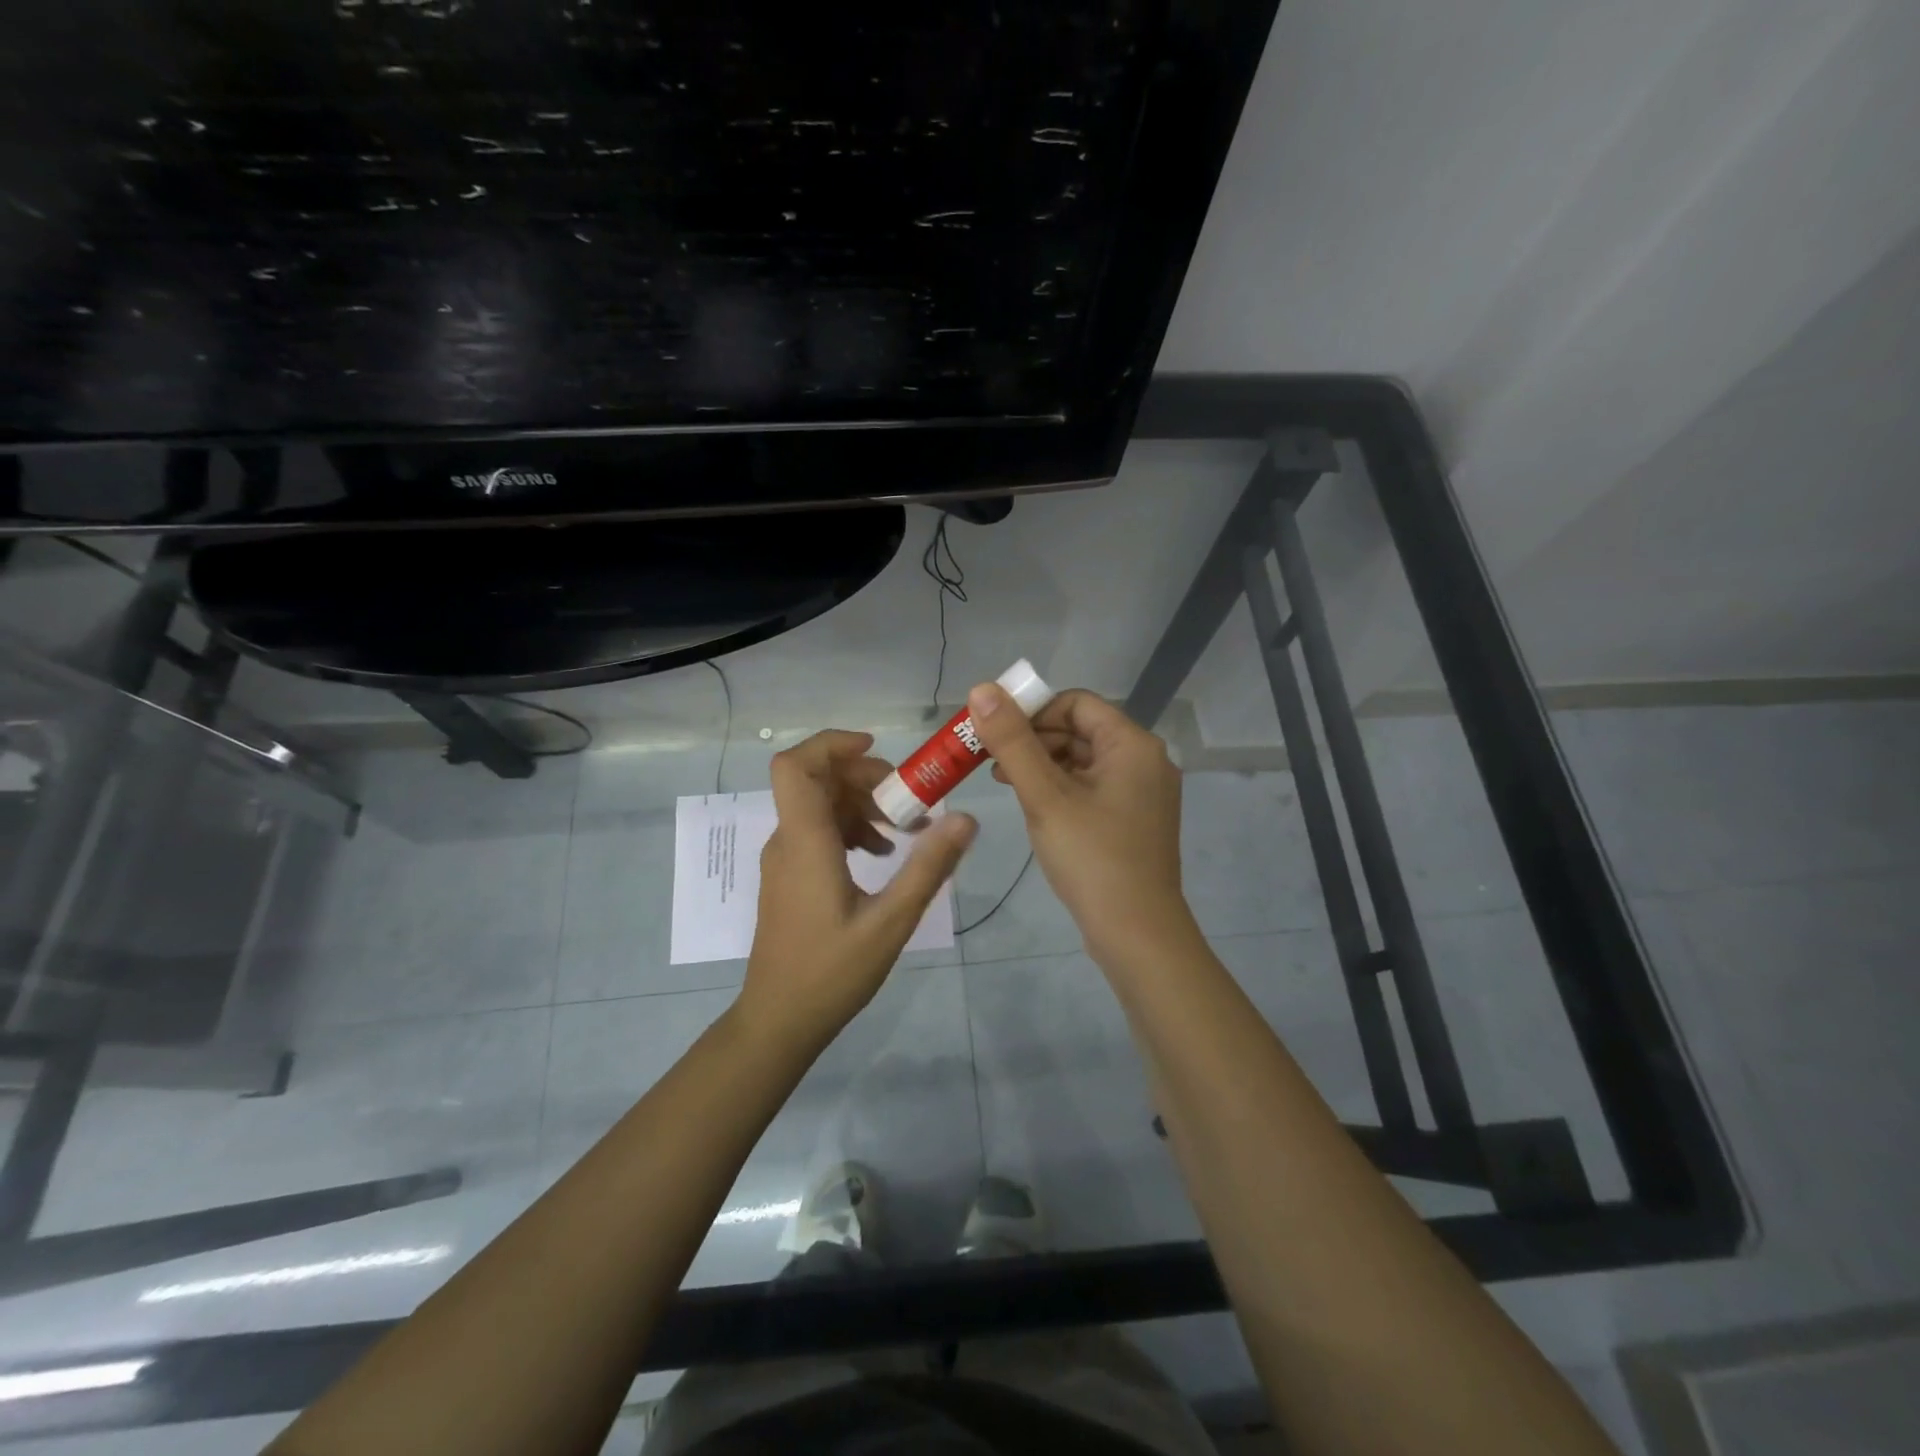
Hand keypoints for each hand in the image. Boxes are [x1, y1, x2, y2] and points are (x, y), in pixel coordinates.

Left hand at [740, 730, 976, 1050]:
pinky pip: (818, 830)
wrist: (779, 1021)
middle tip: (909, 802)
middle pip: (817, 779)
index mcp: (805, 842)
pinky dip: (852, 828)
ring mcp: (785, 859)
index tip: (879, 750)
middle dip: (865, 777)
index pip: (795, 766)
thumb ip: (928, 867)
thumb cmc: (831, 973)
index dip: (832, 744)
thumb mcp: (891, 922)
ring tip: (905, 832)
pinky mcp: (790, 876)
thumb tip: (966, 819)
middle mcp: (787, 840)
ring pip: (820, 804)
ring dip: (863, 805)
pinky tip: (883, 856)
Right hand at [969, 684, 1193, 959]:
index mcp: (1133, 745)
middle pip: (1081, 730)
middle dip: (1033, 739)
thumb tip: (982, 689)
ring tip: (1004, 781)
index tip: (995, 732)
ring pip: (1084, 760)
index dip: (1032, 711)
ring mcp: (1143, 793)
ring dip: (1043, 764)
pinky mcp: (1135, 820)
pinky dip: (1061, 787)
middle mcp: (1145, 760)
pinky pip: (1093, 787)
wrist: (1137, 933)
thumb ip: (1012, 741)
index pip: (1076, 704)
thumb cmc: (1092, 858)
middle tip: (991, 760)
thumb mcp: (1045, 796)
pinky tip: (1034, 805)